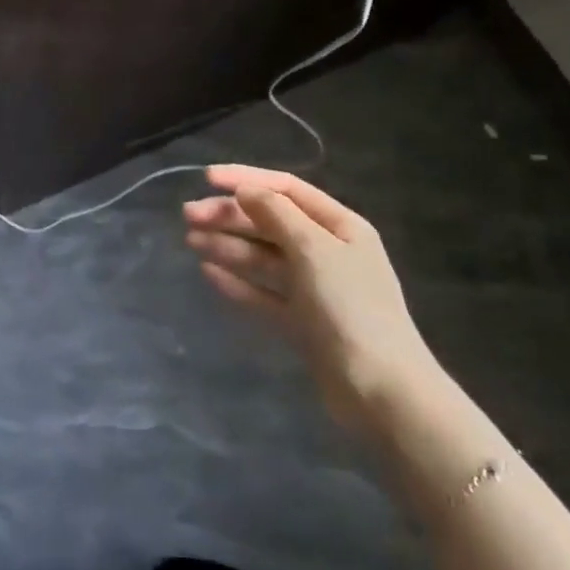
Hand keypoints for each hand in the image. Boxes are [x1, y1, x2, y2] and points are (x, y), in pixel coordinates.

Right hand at [184, 165, 440, 431]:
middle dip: (229, 215)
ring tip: (190, 241)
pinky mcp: (302, 322)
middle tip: (188, 216)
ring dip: (227, 245)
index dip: (246, 178)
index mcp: (340, 226)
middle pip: (270, 222)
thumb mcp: (314, 250)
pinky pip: (264, 293)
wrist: (381, 392)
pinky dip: (238, 282)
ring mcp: (315, 289)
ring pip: (263, 257)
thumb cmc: (351, 308)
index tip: (206, 178)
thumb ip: (276, 214)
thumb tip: (246, 190)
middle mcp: (327, 252)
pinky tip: (209, 274)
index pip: (286, 189)